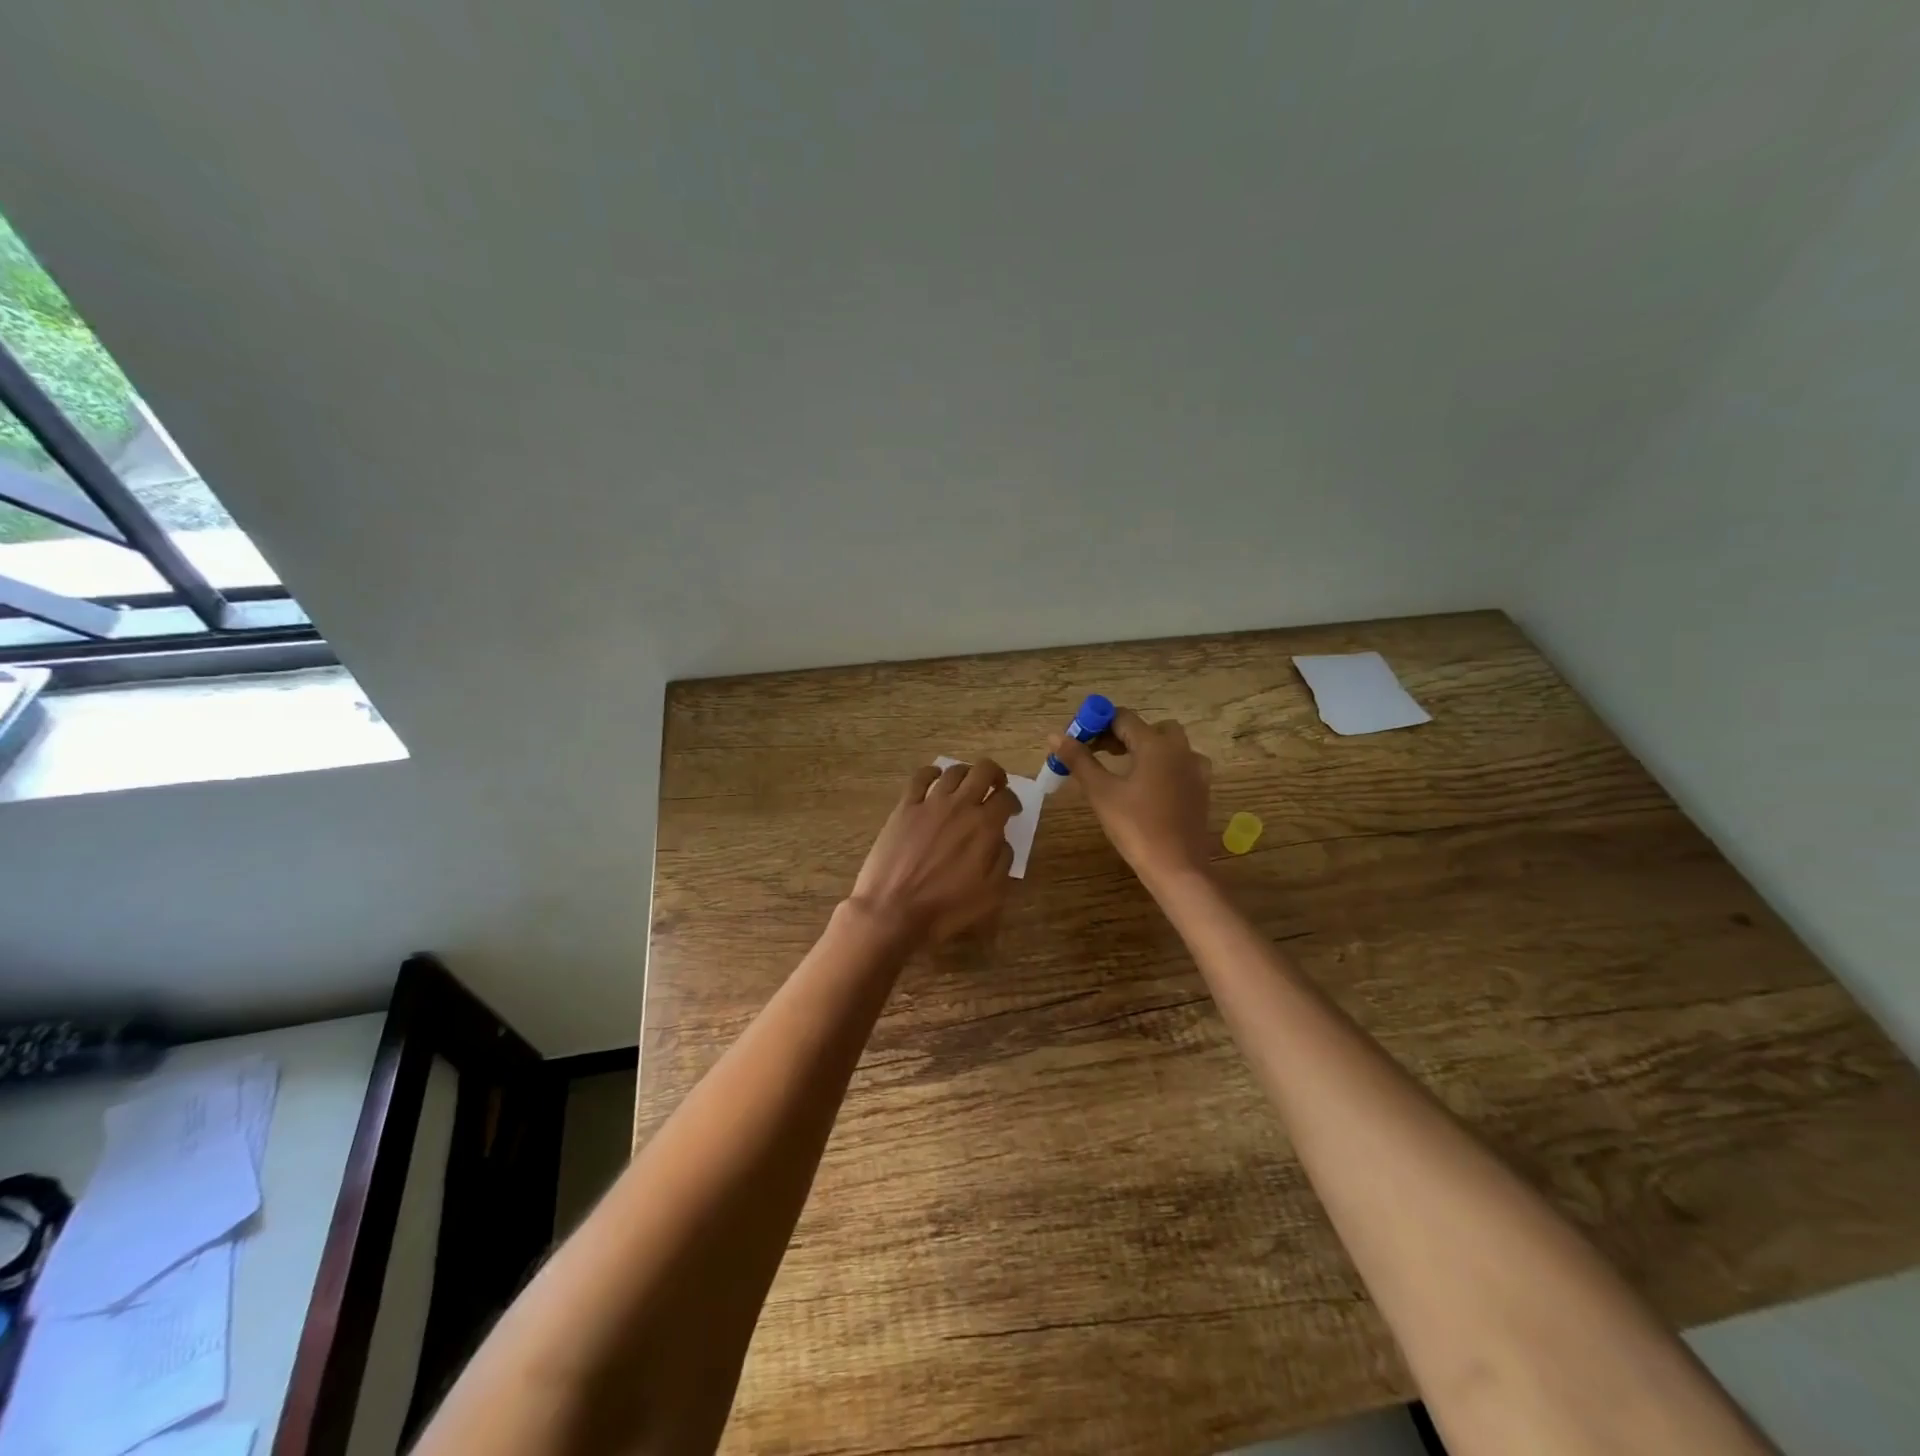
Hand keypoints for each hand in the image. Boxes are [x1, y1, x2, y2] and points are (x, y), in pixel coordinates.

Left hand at [849, 759, 1018, 943]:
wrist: (893, 911)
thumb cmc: (946, 909)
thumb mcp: (991, 895)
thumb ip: (1003, 861)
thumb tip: (1002, 841)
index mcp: (985, 826)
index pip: (1007, 798)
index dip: (1014, 802)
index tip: (1013, 812)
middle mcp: (960, 806)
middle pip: (983, 771)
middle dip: (995, 775)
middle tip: (995, 787)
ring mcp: (930, 803)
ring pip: (954, 771)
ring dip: (966, 774)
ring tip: (967, 785)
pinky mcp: (905, 807)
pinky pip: (920, 778)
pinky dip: (932, 773)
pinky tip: (935, 778)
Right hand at [1048, 708, 1213, 889]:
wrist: (1177, 868)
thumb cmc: (1136, 827)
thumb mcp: (1101, 792)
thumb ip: (1079, 760)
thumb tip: (1055, 736)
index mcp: (1156, 744)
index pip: (1122, 718)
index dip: (1097, 724)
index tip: (1078, 740)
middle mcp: (1180, 749)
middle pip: (1147, 728)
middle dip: (1120, 735)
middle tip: (1096, 753)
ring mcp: (1195, 769)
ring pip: (1167, 745)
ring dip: (1142, 748)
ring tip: (1119, 769)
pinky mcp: (1201, 789)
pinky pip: (1178, 765)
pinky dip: (1159, 766)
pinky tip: (1145, 786)